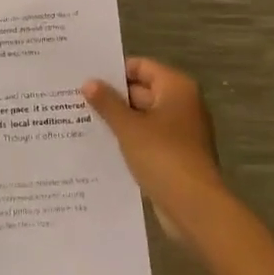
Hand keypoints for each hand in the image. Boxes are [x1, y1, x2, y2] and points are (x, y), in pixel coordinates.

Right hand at [82, 58, 225, 244]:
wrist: (195, 208)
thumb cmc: (163, 156)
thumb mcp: (129, 127)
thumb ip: (107, 103)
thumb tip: (88, 82)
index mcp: (176, 87)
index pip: (140, 66)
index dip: (114, 71)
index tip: (86, 77)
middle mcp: (182, 103)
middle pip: (142, 90)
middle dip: (113, 97)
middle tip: (78, 99)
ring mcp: (181, 131)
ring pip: (143, 117)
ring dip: (119, 120)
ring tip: (83, 120)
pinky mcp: (176, 155)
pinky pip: (148, 138)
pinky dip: (129, 140)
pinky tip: (102, 145)